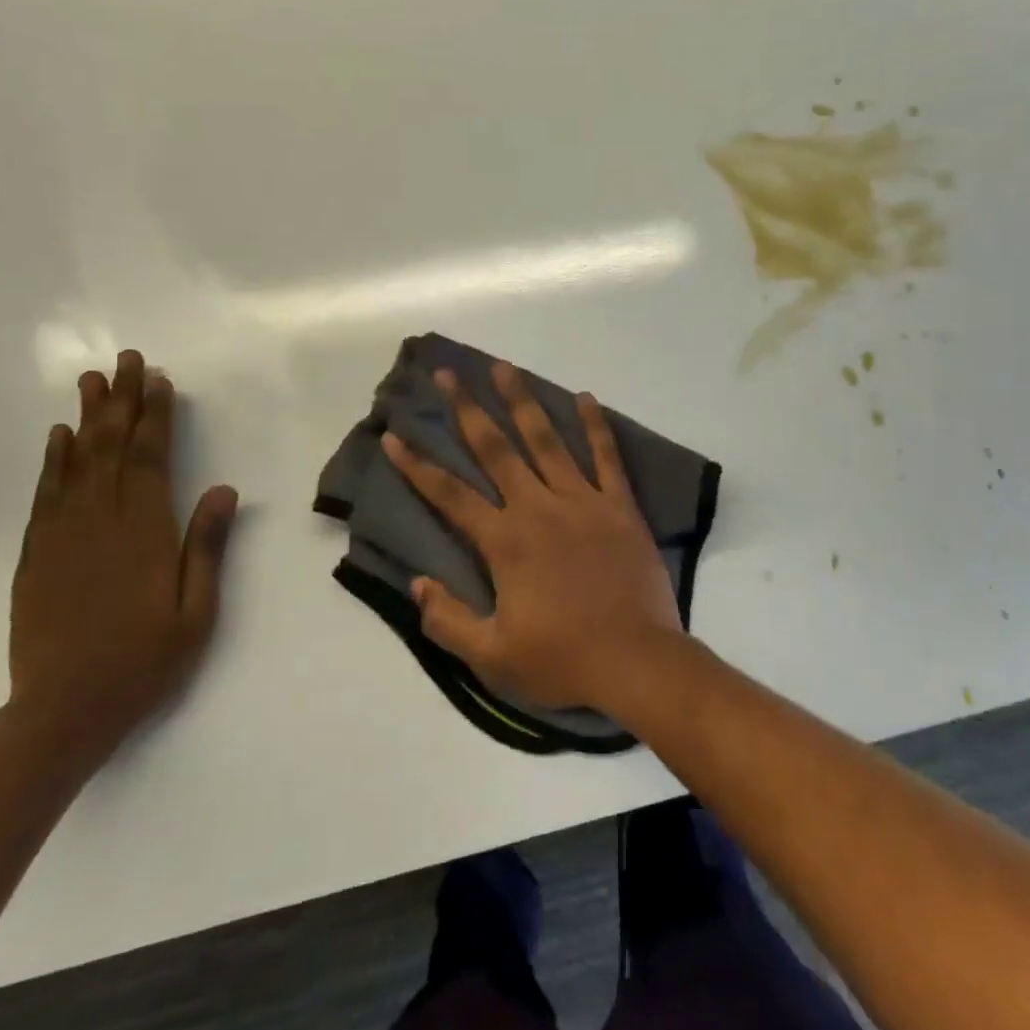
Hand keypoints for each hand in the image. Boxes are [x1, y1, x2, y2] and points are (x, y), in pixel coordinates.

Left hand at [8, 349, 236, 768]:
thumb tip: (223, 489)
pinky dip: (52, 460)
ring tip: (92, 380)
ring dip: (86, 418)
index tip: (159, 381)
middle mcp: (100, 521)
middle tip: (126, 360)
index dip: (156, 416)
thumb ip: (207, 546)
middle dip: (122, 401)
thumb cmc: (143, 662)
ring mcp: (62, 535)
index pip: (151, 458)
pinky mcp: (35, 554)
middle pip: (112, 447)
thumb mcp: (196, 611)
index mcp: (143, 532)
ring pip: (75, 462)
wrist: (62, 712)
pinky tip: (58, 437)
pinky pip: (45, 494)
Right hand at [381, 362, 683, 713]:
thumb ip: (447, 619)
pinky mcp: (619, 506)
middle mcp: (538, 508)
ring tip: (504, 367)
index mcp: (504, 541)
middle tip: (449, 373)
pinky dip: (596, 426)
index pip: (449, 495)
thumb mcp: (492, 657)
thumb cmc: (562, 661)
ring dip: (523, 401)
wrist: (637, 663)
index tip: (393, 435)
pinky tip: (585, 397)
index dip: (416, 466)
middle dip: (468, 408)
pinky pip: (606, 457)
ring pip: (547, 439)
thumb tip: (416, 583)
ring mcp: (582, 501)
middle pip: (495, 448)